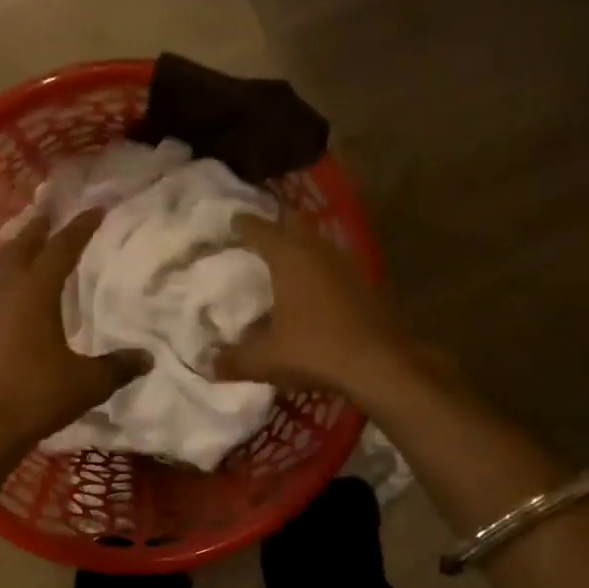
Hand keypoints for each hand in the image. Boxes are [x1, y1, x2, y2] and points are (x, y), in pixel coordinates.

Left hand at [0, 209, 147, 454]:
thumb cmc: (35, 396)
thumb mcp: (86, 383)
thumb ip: (117, 367)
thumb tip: (146, 358)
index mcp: (35, 291)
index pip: (61, 248)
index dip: (80, 227)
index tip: (95, 209)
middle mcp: (4, 291)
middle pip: (21, 247)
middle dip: (37, 228)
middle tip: (48, 213)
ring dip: (14, 253)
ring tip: (24, 249)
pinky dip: (1, 283)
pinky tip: (6, 297)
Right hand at [214, 215, 415, 398]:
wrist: (379, 365)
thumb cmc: (314, 351)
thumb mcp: (265, 360)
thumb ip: (233, 361)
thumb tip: (208, 366)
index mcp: (289, 257)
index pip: (260, 229)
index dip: (242, 224)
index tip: (231, 221)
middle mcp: (319, 250)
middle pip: (293, 225)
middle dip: (275, 227)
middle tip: (257, 235)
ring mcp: (346, 264)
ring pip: (317, 243)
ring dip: (300, 248)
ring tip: (282, 262)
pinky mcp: (365, 284)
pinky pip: (333, 266)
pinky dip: (318, 270)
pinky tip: (311, 291)